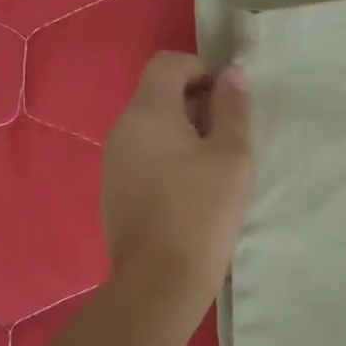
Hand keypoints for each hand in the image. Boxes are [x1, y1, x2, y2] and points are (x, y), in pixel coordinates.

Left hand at [100, 52, 253, 303]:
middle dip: (197, 103)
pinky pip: (143, 156)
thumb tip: (231, 74)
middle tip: (230, 134)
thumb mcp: (232, 155)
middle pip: (158, 94)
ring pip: (152, 128)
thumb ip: (232, 108)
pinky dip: (169, 158)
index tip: (229, 98)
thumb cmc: (202, 210)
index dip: (201, 69)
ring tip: (216, 165)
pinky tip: (192, 190)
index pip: (168, 63)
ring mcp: (113, 162)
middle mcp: (122, 129)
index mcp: (147, 112)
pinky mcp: (115, 191)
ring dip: (185, 132)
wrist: (160, 281)